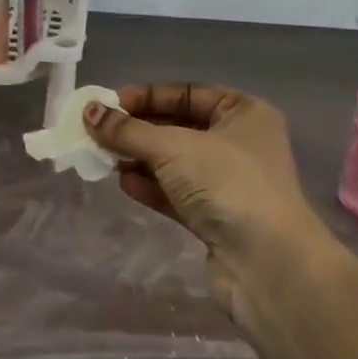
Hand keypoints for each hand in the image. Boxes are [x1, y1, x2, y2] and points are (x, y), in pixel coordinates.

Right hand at [84, 85, 326, 314]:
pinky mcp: (218, 218)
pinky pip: (177, 193)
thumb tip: (89, 111)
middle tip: (98, 132)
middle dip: (138, 131)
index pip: (187, 94)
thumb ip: (128, 130)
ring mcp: (230, 183)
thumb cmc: (226, 183)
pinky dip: (151, 186)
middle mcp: (240, 143)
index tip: (109, 104)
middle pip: (178, 128)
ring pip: (175, 163)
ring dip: (140, 159)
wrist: (268, 265)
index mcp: (243, 113)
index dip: (147, 97)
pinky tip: (124, 184)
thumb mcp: (172, 147)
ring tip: (103, 158)